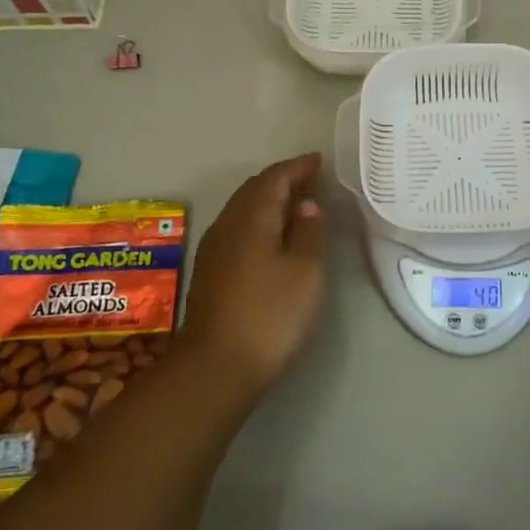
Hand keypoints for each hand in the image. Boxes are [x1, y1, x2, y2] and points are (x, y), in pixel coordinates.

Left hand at [176, 153, 327, 395]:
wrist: (215, 368)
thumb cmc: (270, 314)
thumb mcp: (306, 270)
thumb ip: (310, 231)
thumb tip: (306, 205)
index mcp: (252, 217)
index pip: (274, 178)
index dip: (298, 167)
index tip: (319, 161)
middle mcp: (227, 225)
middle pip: (254, 190)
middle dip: (282, 180)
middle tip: (311, 180)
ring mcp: (214, 250)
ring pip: (243, 210)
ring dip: (269, 201)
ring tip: (296, 205)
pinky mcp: (210, 273)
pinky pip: (238, 229)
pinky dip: (259, 221)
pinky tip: (273, 237)